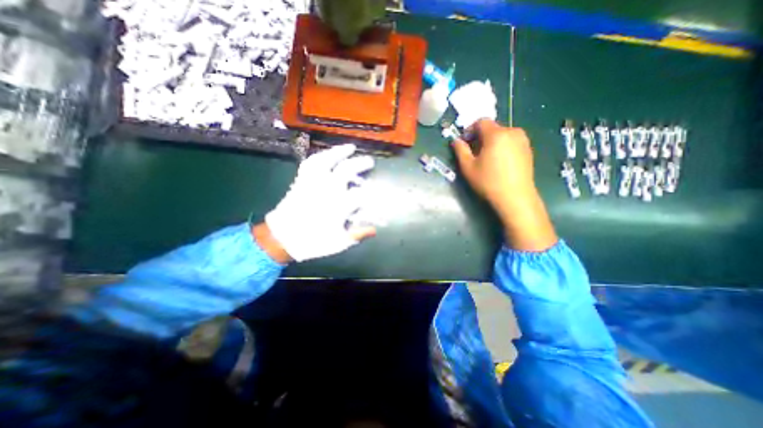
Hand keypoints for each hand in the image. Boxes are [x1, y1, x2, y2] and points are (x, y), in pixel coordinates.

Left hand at [260, 146, 375, 261]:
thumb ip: (357, 235)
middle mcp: (327, 190)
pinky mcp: (301, 181)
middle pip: (346, 170)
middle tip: (370, 161)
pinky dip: (319, 156)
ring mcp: (312, 183)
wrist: (281, 239)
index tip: (378, 194)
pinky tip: (326, 155)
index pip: (361, 194)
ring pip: (327, 161)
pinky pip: (310, 164)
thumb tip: (374, 230)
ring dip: (339, 152)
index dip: (372, 194)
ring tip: (350, 147)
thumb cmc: (312, 242)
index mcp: (338, 206)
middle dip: (360, 163)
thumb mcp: (338, 244)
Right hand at [448, 119, 558, 252]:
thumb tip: (456, 140)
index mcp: (496, 134)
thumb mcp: (468, 167)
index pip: (481, 122)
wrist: (515, 197)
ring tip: (486, 158)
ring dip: (491, 142)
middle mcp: (512, 131)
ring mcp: (523, 140)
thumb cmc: (488, 182)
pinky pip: (511, 141)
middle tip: (473, 153)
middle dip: (480, 137)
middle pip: (492, 127)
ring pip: (502, 134)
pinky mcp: (528, 149)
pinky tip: (498, 162)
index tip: (464, 143)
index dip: (469, 130)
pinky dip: (501, 146)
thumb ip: (460, 150)